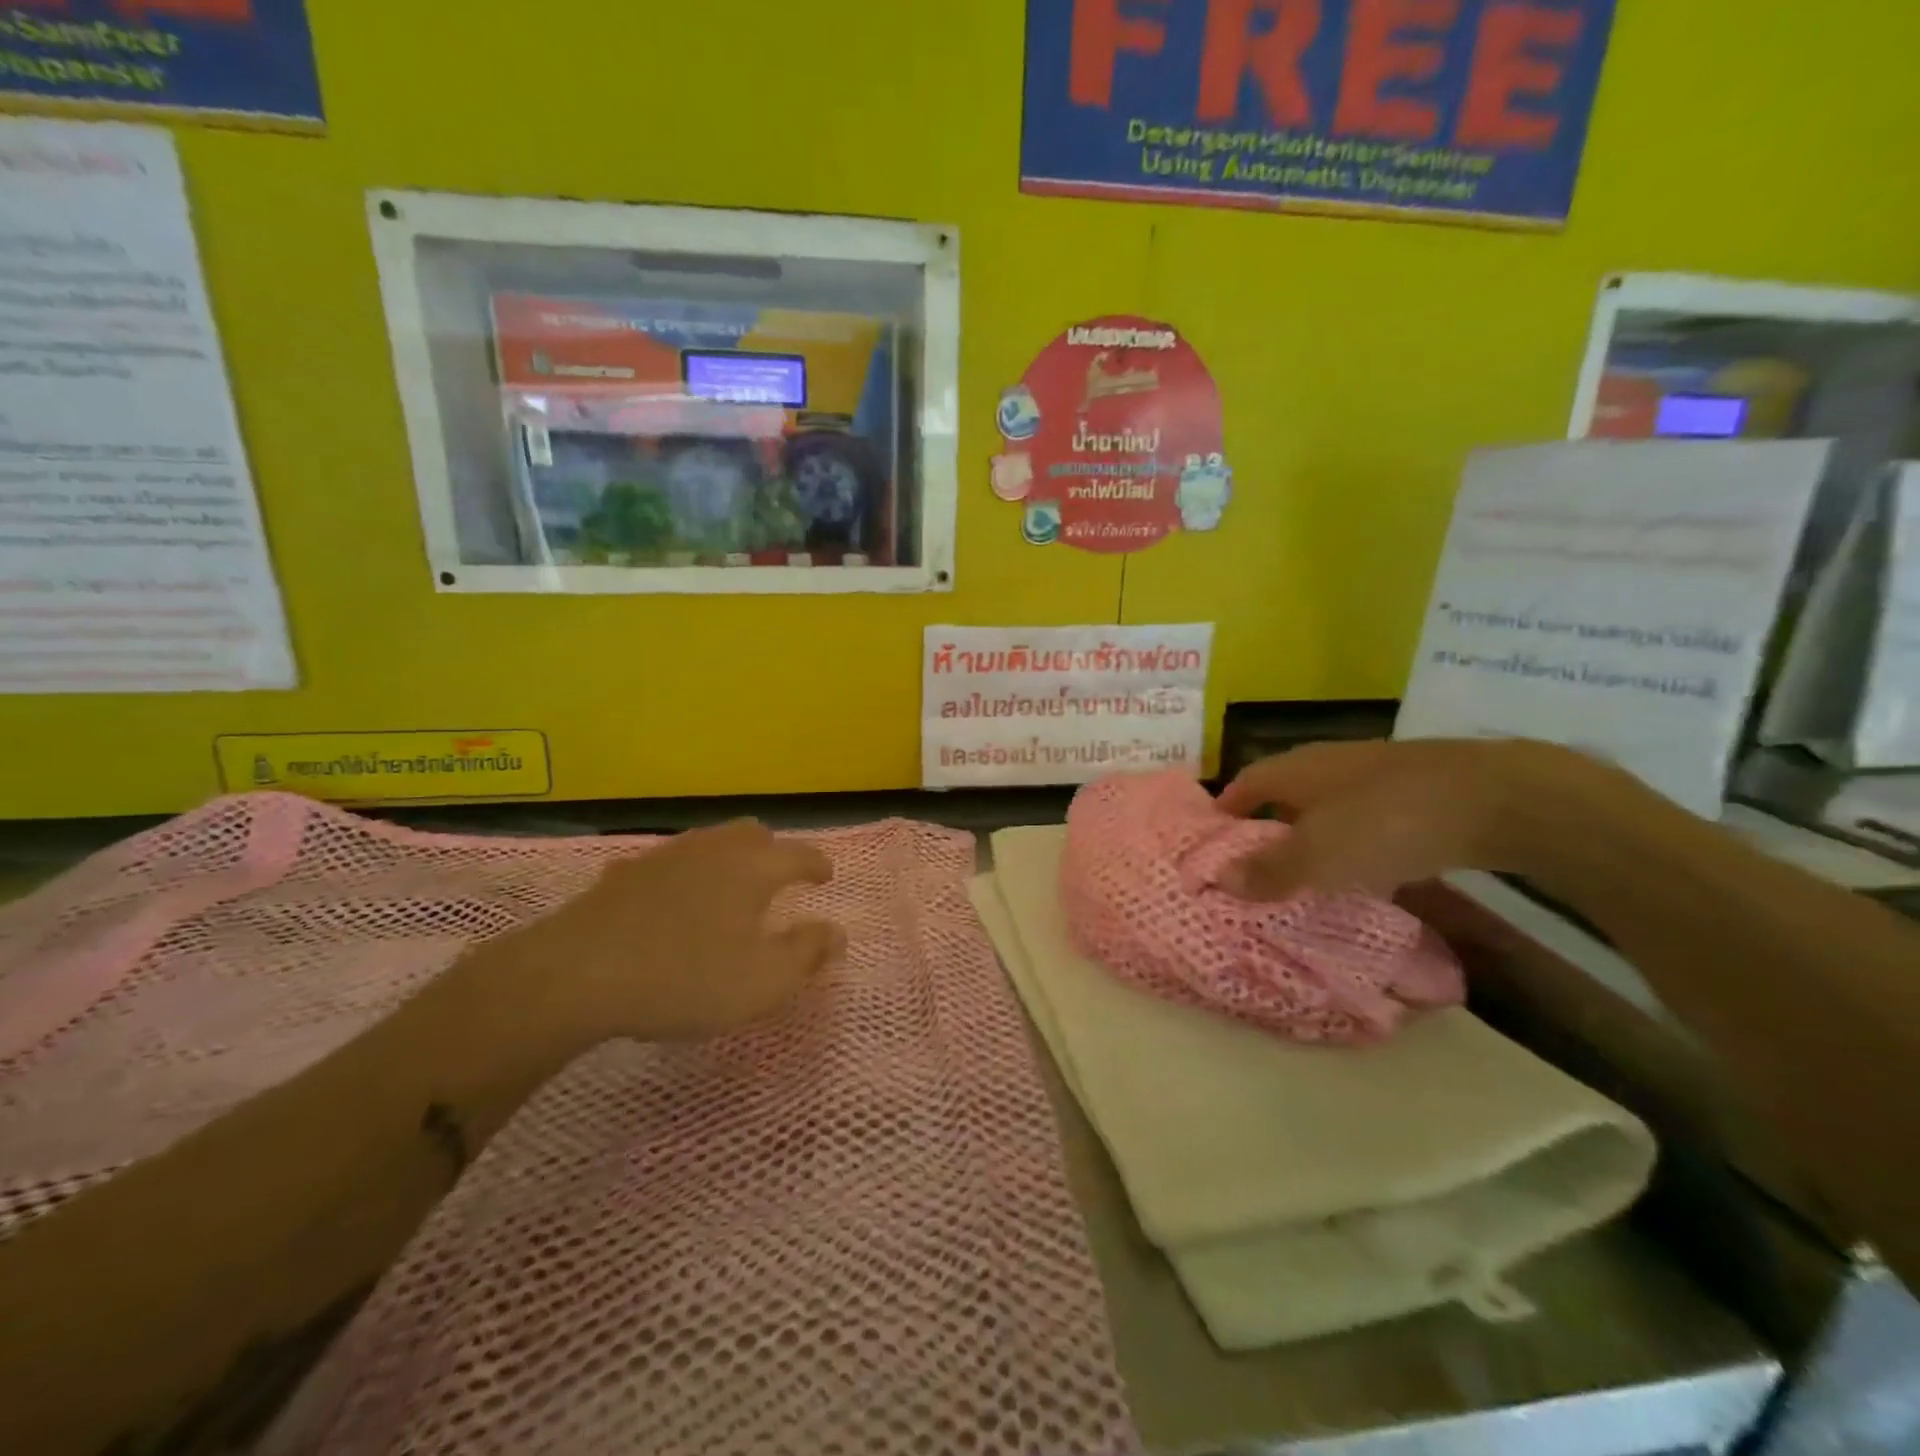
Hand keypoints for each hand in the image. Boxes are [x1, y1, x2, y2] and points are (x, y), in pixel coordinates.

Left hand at [484, 818, 842, 1045]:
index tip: (826, 876)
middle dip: (774, 851)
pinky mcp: (625, 874)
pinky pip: (671, 863)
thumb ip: (807, 953)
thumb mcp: (762, 981)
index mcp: (753, 868)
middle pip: (752, 834)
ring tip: (730, 888)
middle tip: (779, 878)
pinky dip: (687, 875)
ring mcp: (665, 856)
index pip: (799, 854)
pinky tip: (674, 900)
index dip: (817, 864)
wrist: (576, 974)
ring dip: (729, 858)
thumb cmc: (684, 977)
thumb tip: (836, 931)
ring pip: (710, 842)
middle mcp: (713, 849)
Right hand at [1216, 738, 1565, 900]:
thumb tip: (1219, 879)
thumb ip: (1269, 870)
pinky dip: (1357, 841)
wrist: (1495, 799)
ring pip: (1329, 805)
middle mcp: (1329, 763)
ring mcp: (1376, 773)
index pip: (1245, 783)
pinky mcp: (1417, 790)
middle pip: (1286, 793)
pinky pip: (1368, 816)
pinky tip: (1368, 869)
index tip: (1214, 838)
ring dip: (1314, 835)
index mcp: (1296, 770)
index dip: (1227, 809)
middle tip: (1257, 865)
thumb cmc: (1386, 823)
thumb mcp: (1318, 856)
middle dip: (1269, 826)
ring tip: (1308, 874)